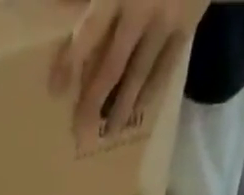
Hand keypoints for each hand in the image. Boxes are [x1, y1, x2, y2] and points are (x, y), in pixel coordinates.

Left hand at [51, 0, 204, 135]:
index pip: (89, 33)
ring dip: (122, 108)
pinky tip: (139, 109)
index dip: (71, 63)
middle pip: (112, 66)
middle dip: (94, 101)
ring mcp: (167, 21)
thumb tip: (59, 8)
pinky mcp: (188, 26)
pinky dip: (151, 92)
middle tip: (79, 131)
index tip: (55, 90)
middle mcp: (142, 10)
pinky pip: (166, 68)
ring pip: (139, 76)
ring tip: (108, 133)